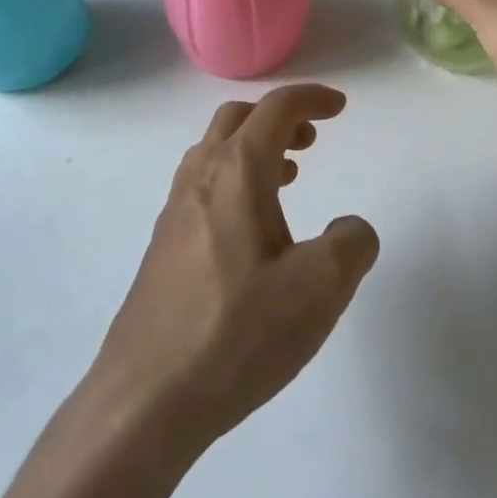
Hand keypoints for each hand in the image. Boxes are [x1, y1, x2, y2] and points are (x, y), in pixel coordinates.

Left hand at [90, 84, 378, 446]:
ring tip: (288, 177)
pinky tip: (252, 229)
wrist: (145, 398)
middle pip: (238, 118)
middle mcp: (201, 177)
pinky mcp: (163, 245)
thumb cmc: (237, 333)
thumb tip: (350, 229)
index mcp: (238, 171)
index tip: (340, 107)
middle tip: (311, 139)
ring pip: (215, 151)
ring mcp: (175, 210)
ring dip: (254, 147)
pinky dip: (234, 179)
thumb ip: (351, 245)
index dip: (312, 99)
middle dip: (279, 117)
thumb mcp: (319, 289)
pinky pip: (203, 185)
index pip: (277, 109)